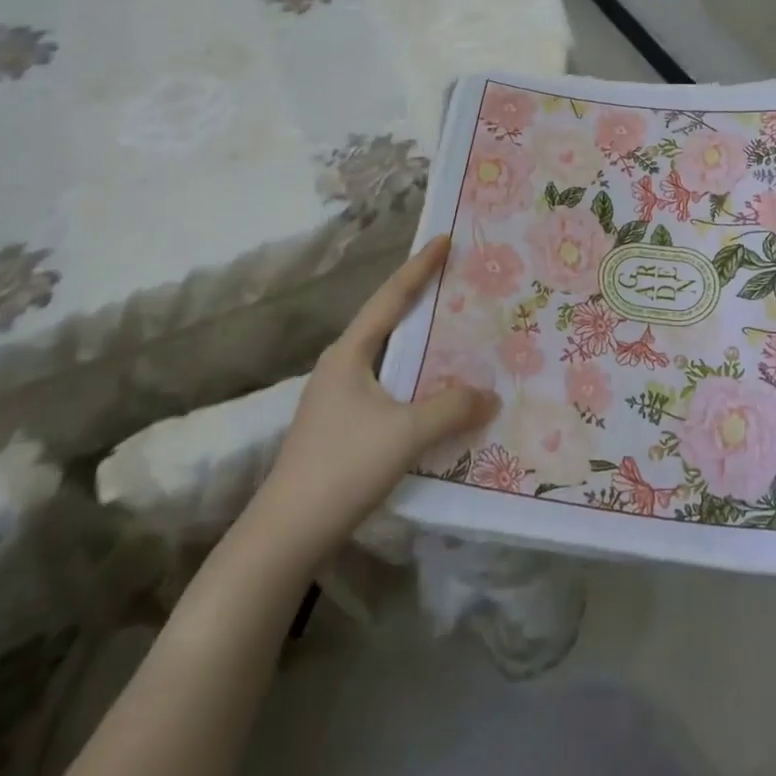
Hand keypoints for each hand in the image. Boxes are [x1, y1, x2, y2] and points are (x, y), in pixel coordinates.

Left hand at [252, 235, 498, 556]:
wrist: (285, 536)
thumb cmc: (342, 468)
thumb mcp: (405, 434)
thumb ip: (452, 409)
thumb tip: (491, 395)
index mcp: (349, 354)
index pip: (390, 298)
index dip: (419, 267)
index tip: (444, 239)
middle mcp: (340, 368)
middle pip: (388, 323)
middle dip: (422, 302)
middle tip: (459, 284)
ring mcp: (337, 400)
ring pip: (389, 360)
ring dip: (421, 348)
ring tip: (458, 337)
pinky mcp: (341, 430)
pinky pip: (389, 391)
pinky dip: (416, 383)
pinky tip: (438, 397)